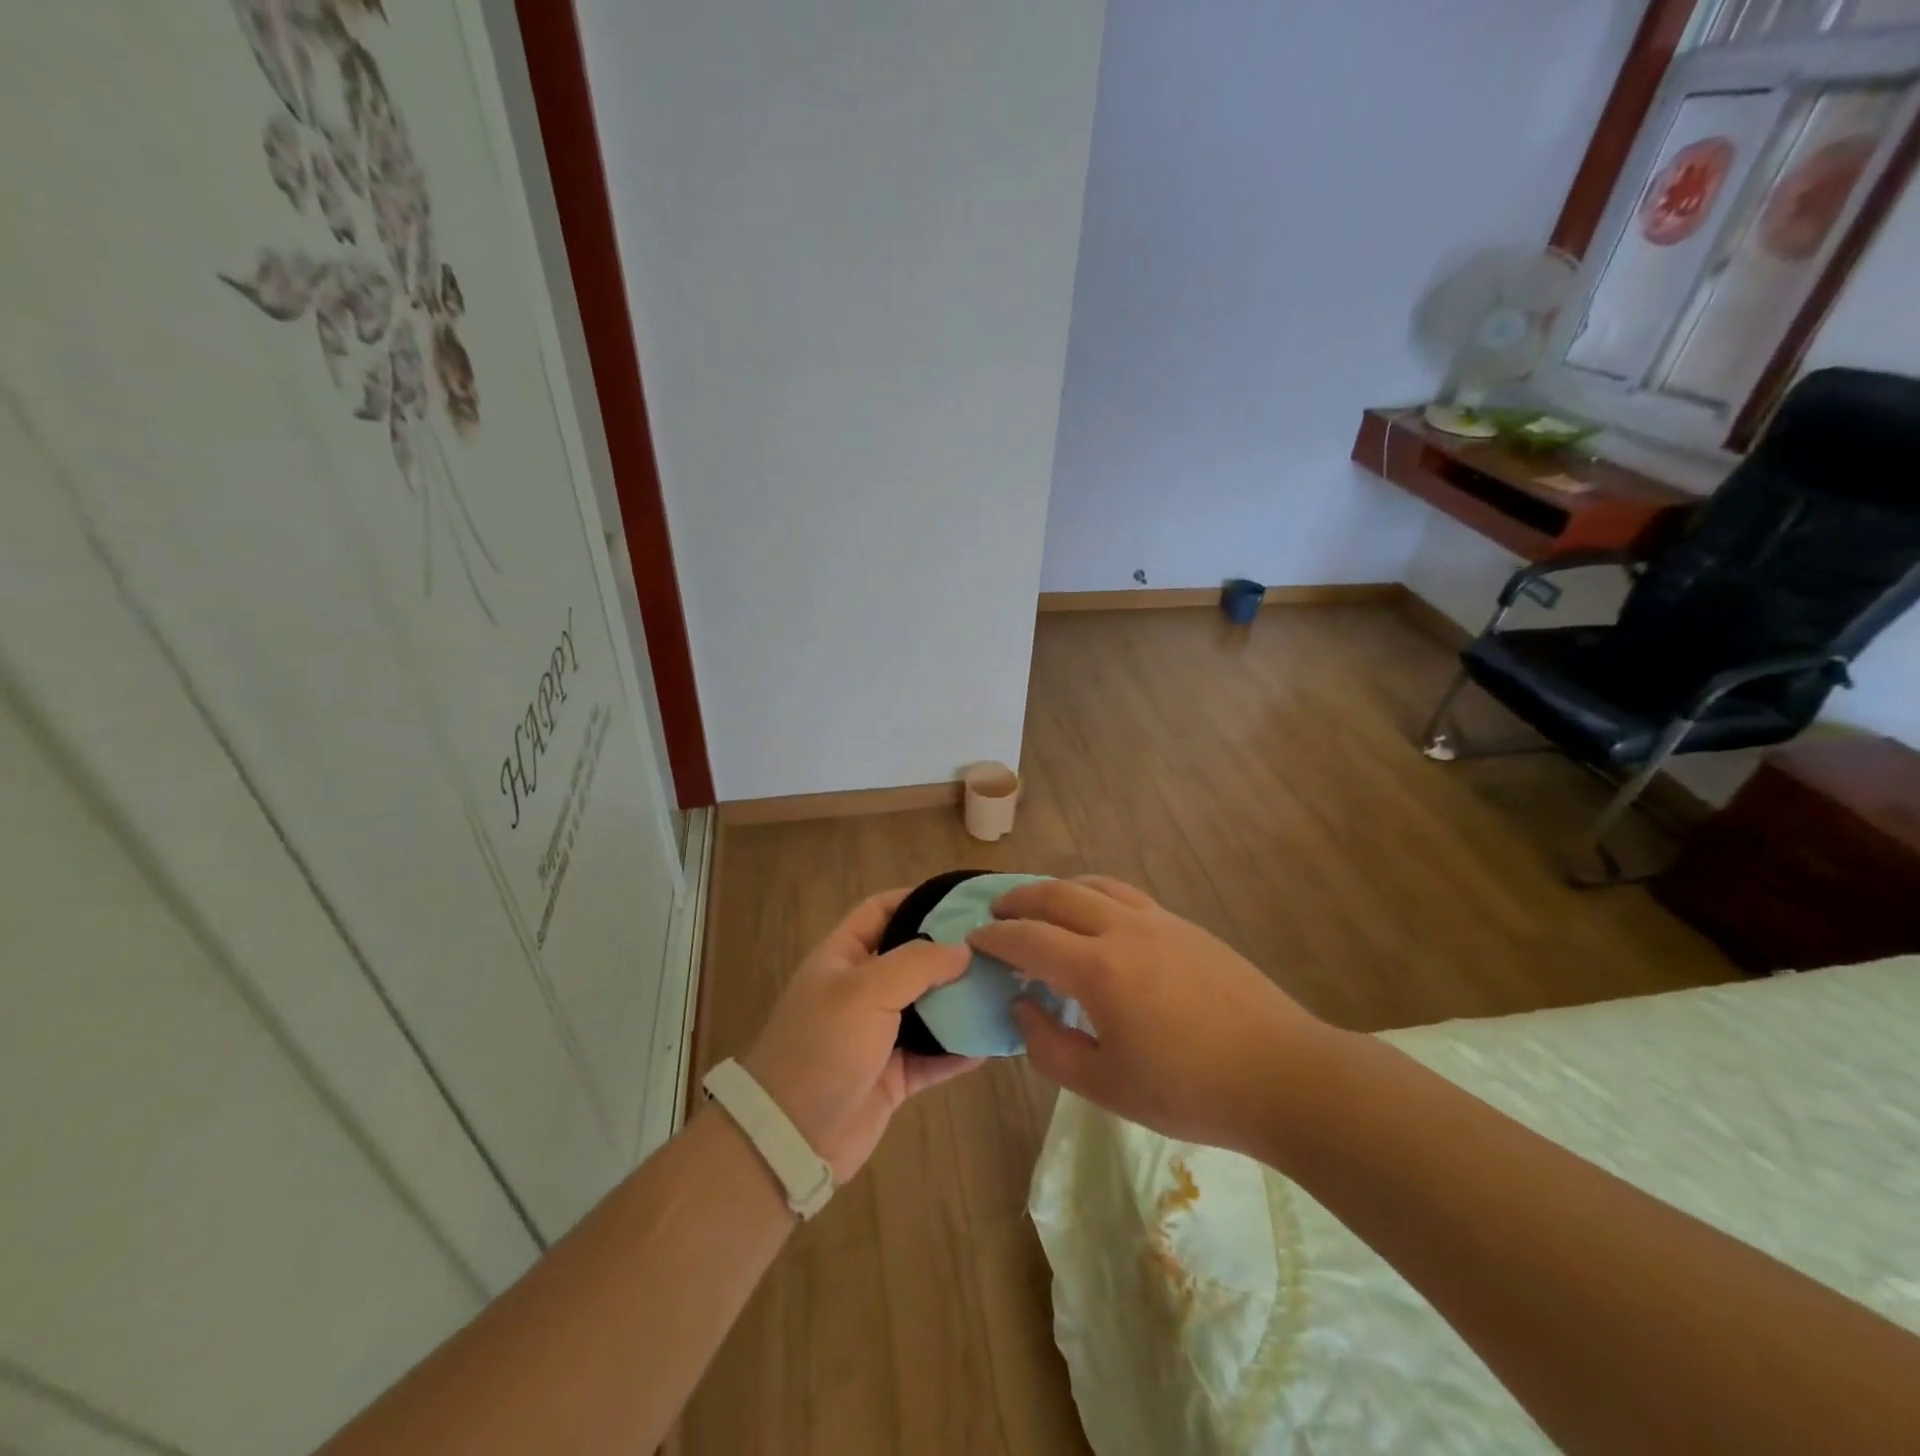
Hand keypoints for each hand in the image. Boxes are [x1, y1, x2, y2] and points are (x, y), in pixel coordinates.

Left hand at [743, 889, 982, 1181]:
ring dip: (961, 1000)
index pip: (880, 911)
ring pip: (928, 1007)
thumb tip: (963, 950)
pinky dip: (960, 1048)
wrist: (791, 1138)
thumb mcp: (865, 991)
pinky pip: (935, 1055)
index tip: (962, 900)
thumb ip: (917, 964)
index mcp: (842, 958)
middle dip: (950, 952)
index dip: (916, 899)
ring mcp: (878, 1034)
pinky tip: (994, 1039)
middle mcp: (861, 990)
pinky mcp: (894, 1075)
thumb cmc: (822, 1047)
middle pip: (912, 959)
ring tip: (1005, 986)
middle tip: (998, 946)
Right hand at [969, 876, 1335, 1154]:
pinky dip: (1095, 895)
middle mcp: (1124, 930)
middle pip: (1058, 895)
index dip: (995, 937)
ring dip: (1059, 889)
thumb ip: (1051, 1047)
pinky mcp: (1186, 926)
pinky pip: (1127, 895)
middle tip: (998, 911)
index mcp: (1098, 970)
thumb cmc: (1190, 1091)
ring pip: (1095, 885)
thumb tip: (1024, 1006)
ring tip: (1042, 904)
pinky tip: (1098, 918)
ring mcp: (1160, 922)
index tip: (973, 939)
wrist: (1284, 1075)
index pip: (1029, 939)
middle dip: (1020, 899)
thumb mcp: (1106, 1087)